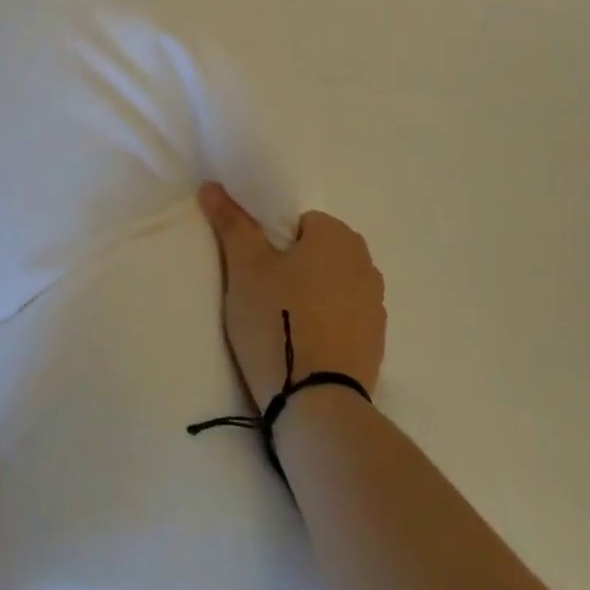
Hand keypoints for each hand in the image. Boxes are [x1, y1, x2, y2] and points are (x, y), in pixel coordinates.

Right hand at [197, 183, 385, 409]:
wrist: (317, 404)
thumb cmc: (277, 321)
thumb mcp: (244, 268)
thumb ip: (232, 223)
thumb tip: (212, 185)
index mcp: (337, 236)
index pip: (299, 223)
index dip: (273, 244)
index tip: (256, 271)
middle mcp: (365, 263)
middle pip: (317, 252)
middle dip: (293, 268)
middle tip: (263, 296)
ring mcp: (376, 305)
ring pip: (331, 285)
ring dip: (311, 295)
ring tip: (281, 325)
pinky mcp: (377, 342)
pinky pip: (344, 317)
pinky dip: (326, 324)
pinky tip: (304, 346)